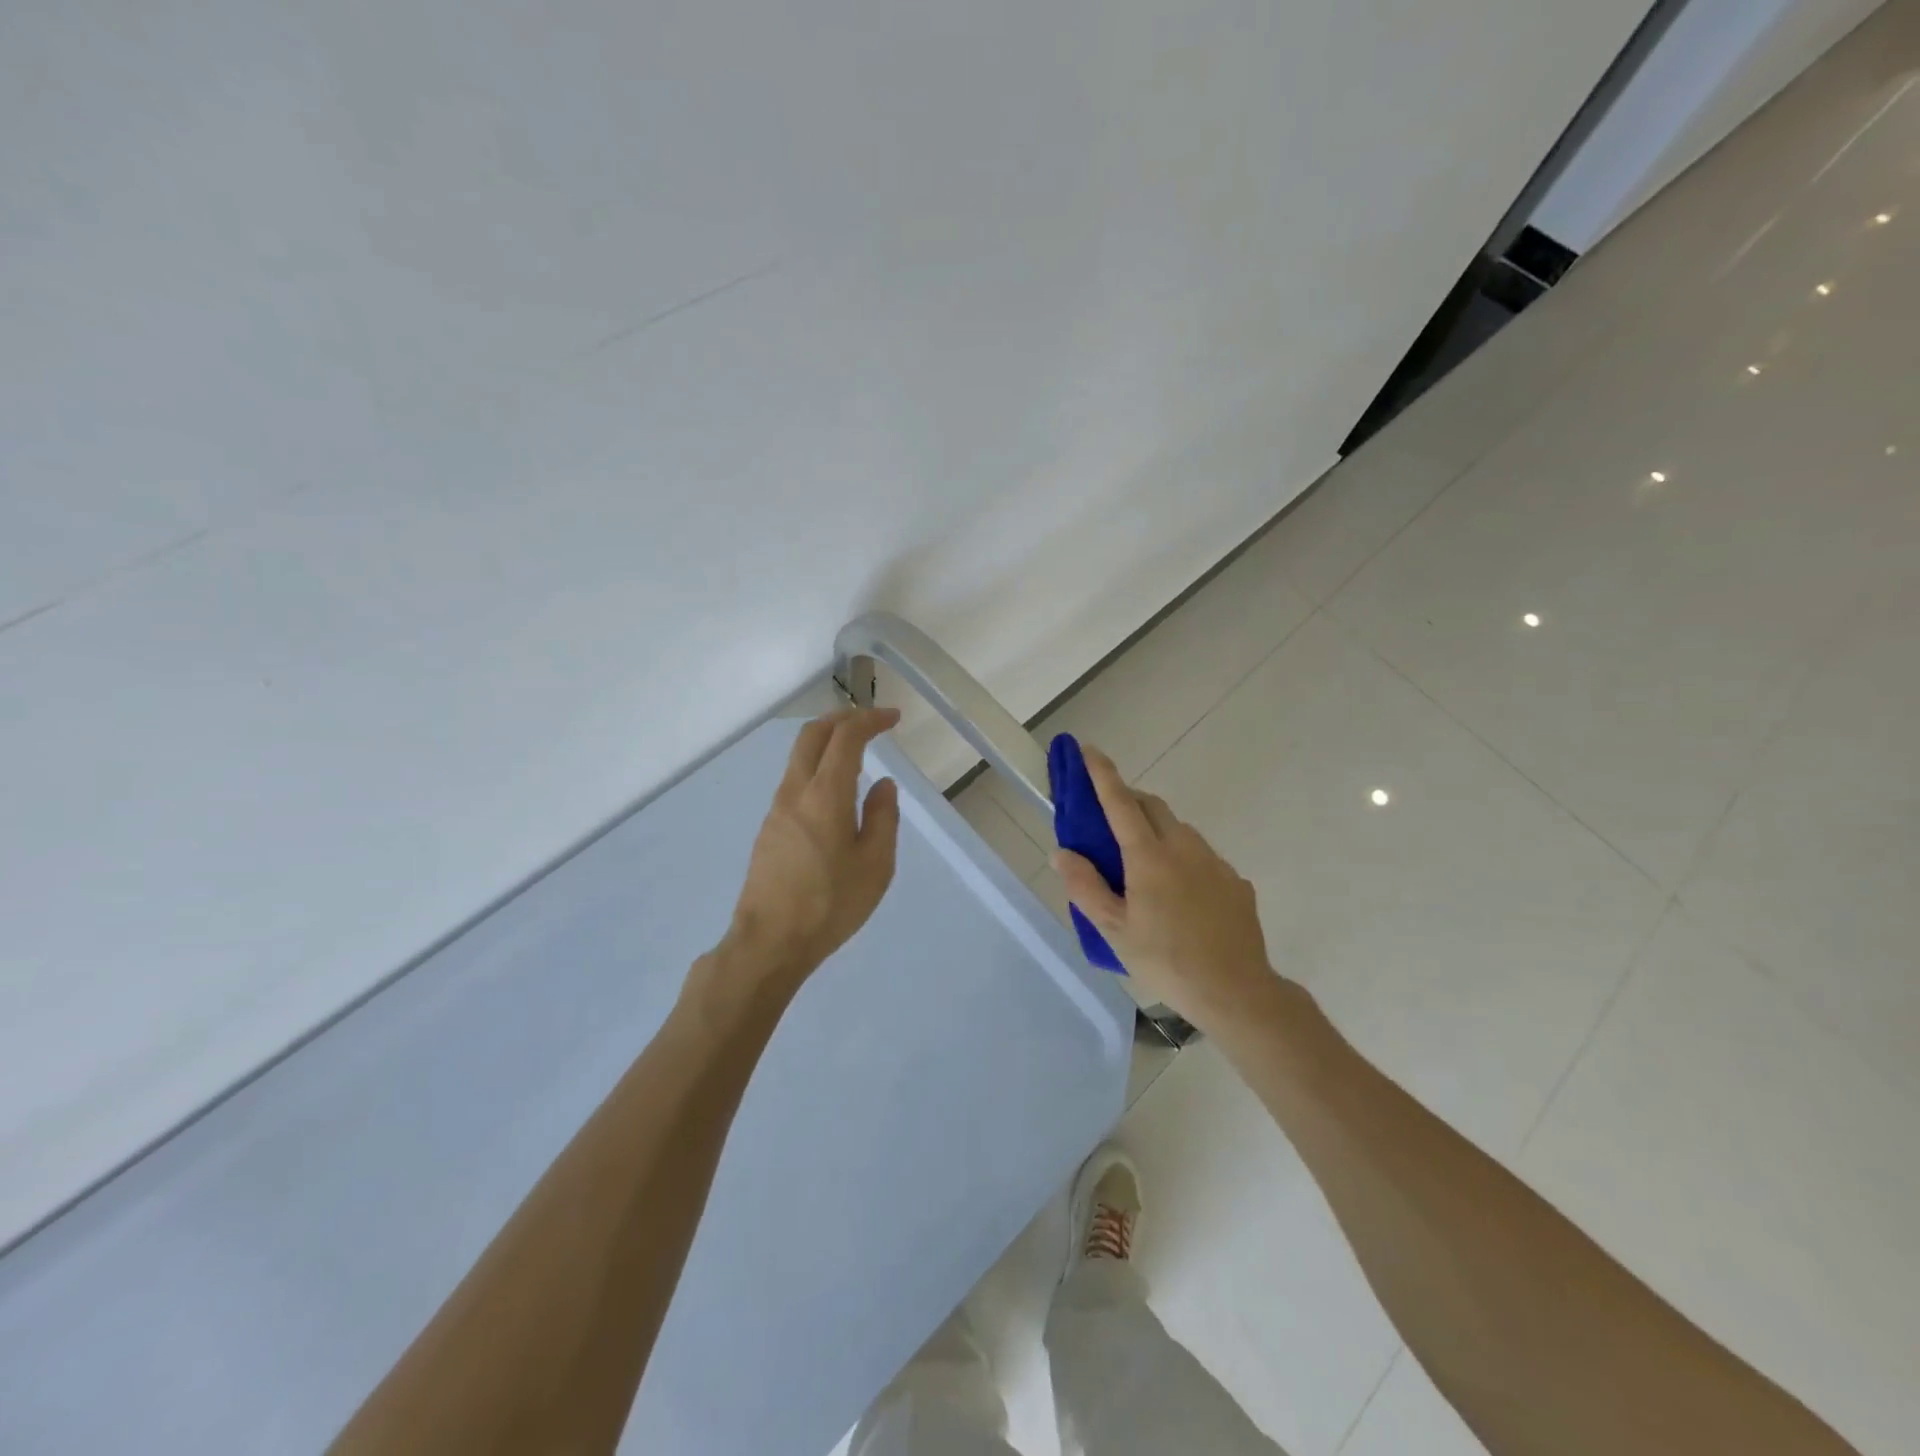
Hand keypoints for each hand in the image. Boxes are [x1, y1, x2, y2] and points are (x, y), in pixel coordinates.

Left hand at [716, 708, 902, 997]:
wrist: (769, 943)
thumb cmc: (830, 905)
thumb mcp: (875, 865)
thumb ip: (883, 818)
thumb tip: (883, 785)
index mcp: (825, 795)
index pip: (846, 737)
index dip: (871, 720)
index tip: (894, 719)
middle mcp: (795, 792)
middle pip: (812, 734)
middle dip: (843, 718)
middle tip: (871, 721)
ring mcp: (777, 809)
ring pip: (800, 757)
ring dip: (828, 742)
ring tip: (859, 754)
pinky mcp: (769, 828)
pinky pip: (795, 781)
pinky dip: (818, 767)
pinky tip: (836, 792)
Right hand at [1053, 745, 1275, 1030]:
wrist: (1236, 991)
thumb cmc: (1166, 961)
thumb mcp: (1114, 931)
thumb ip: (1085, 887)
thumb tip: (1062, 852)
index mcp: (1149, 857)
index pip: (1120, 802)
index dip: (1102, 773)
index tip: (1088, 749)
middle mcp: (1184, 847)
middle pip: (1152, 806)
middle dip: (1128, 800)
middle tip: (1109, 819)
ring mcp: (1215, 862)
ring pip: (1179, 830)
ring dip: (1156, 831)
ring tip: (1143, 865)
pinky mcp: (1236, 881)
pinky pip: (1202, 857)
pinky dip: (1183, 859)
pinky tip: (1180, 896)